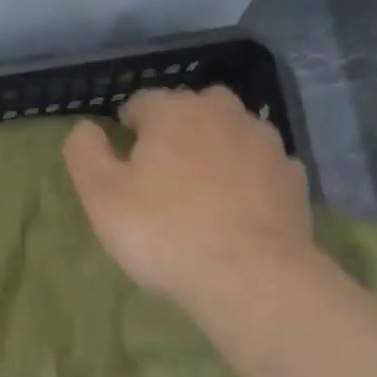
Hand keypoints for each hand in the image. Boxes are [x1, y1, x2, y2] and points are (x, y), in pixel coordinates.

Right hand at [64, 85, 314, 304]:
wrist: (250, 274)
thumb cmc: (164, 232)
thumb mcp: (102, 197)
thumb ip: (86, 154)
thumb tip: (84, 127)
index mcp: (174, 112)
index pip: (142, 102)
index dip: (127, 127)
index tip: (121, 159)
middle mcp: (224, 114)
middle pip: (192, 110)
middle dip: (175, 132)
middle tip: (160, 175)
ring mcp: (265, 144)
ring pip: (231, 135)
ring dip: (214, 152)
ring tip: (200, 193)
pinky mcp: (292, 178)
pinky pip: (260, 168)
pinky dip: (247, 179)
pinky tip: (237, 210)